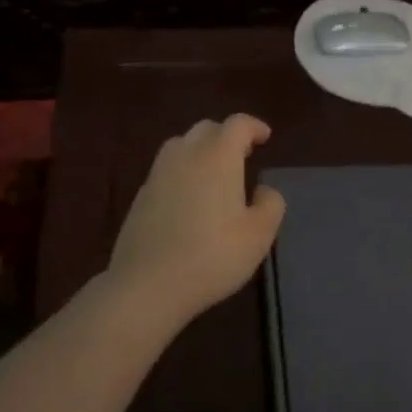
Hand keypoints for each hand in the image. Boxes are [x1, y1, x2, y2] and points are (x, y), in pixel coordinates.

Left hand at [108, 115, 285, 328]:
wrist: (146, 286)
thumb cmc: (212, 256)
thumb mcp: (259, 234)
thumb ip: (270, 204)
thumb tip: (262, 190)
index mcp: (218, 156)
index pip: (237, 124)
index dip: (254, 127)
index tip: (265, 138)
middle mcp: (186, 155)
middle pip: (207, 129)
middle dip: (227, 136)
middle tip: (243, 155)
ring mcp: (158, 174)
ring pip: (181, 145)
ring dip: (201, 150)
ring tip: (215, 173)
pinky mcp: (140, 197)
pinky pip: (166, 170)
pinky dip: (182, 172)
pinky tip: (189, 199)